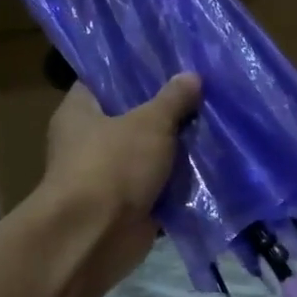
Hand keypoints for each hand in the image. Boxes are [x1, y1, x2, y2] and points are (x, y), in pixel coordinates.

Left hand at [38, 73, 201, 289]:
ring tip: (216, 122)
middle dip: (167, 109)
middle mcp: (90, 141)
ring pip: (150, 153)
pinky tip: (213, 163)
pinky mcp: (129, 205)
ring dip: (178, 147)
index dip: (135, 69)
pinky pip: (160, 186)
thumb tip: (192, 76)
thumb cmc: (112, 165)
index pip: (105, 80)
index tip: (170, 60)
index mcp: (80, 111)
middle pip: (133, 117)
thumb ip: (172, 99)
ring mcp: (109, 176)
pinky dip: (180, 181)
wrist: (95, 237)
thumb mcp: (149, 123)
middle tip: (204, 89)